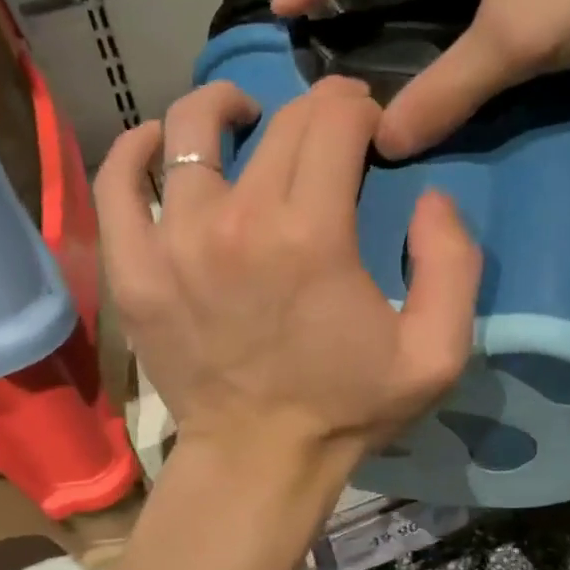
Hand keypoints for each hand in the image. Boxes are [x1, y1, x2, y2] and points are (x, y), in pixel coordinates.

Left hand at [94, 76, 481, 478]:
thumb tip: (430, 195)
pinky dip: (137, 149)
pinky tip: (160, 145)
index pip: (334, 120)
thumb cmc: (347, 408)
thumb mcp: (435, 353)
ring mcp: (172, 242)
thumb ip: (453, 264)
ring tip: (246, 120)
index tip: (368, 131)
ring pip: (188, 130)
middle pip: (277, 122)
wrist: (258, 460)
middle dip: (314, 110)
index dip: (359, 109)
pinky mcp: (132, 269)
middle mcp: (237, 222)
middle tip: (328, 132)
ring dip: (226, 108)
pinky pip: (117, 181)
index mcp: (312, 235)